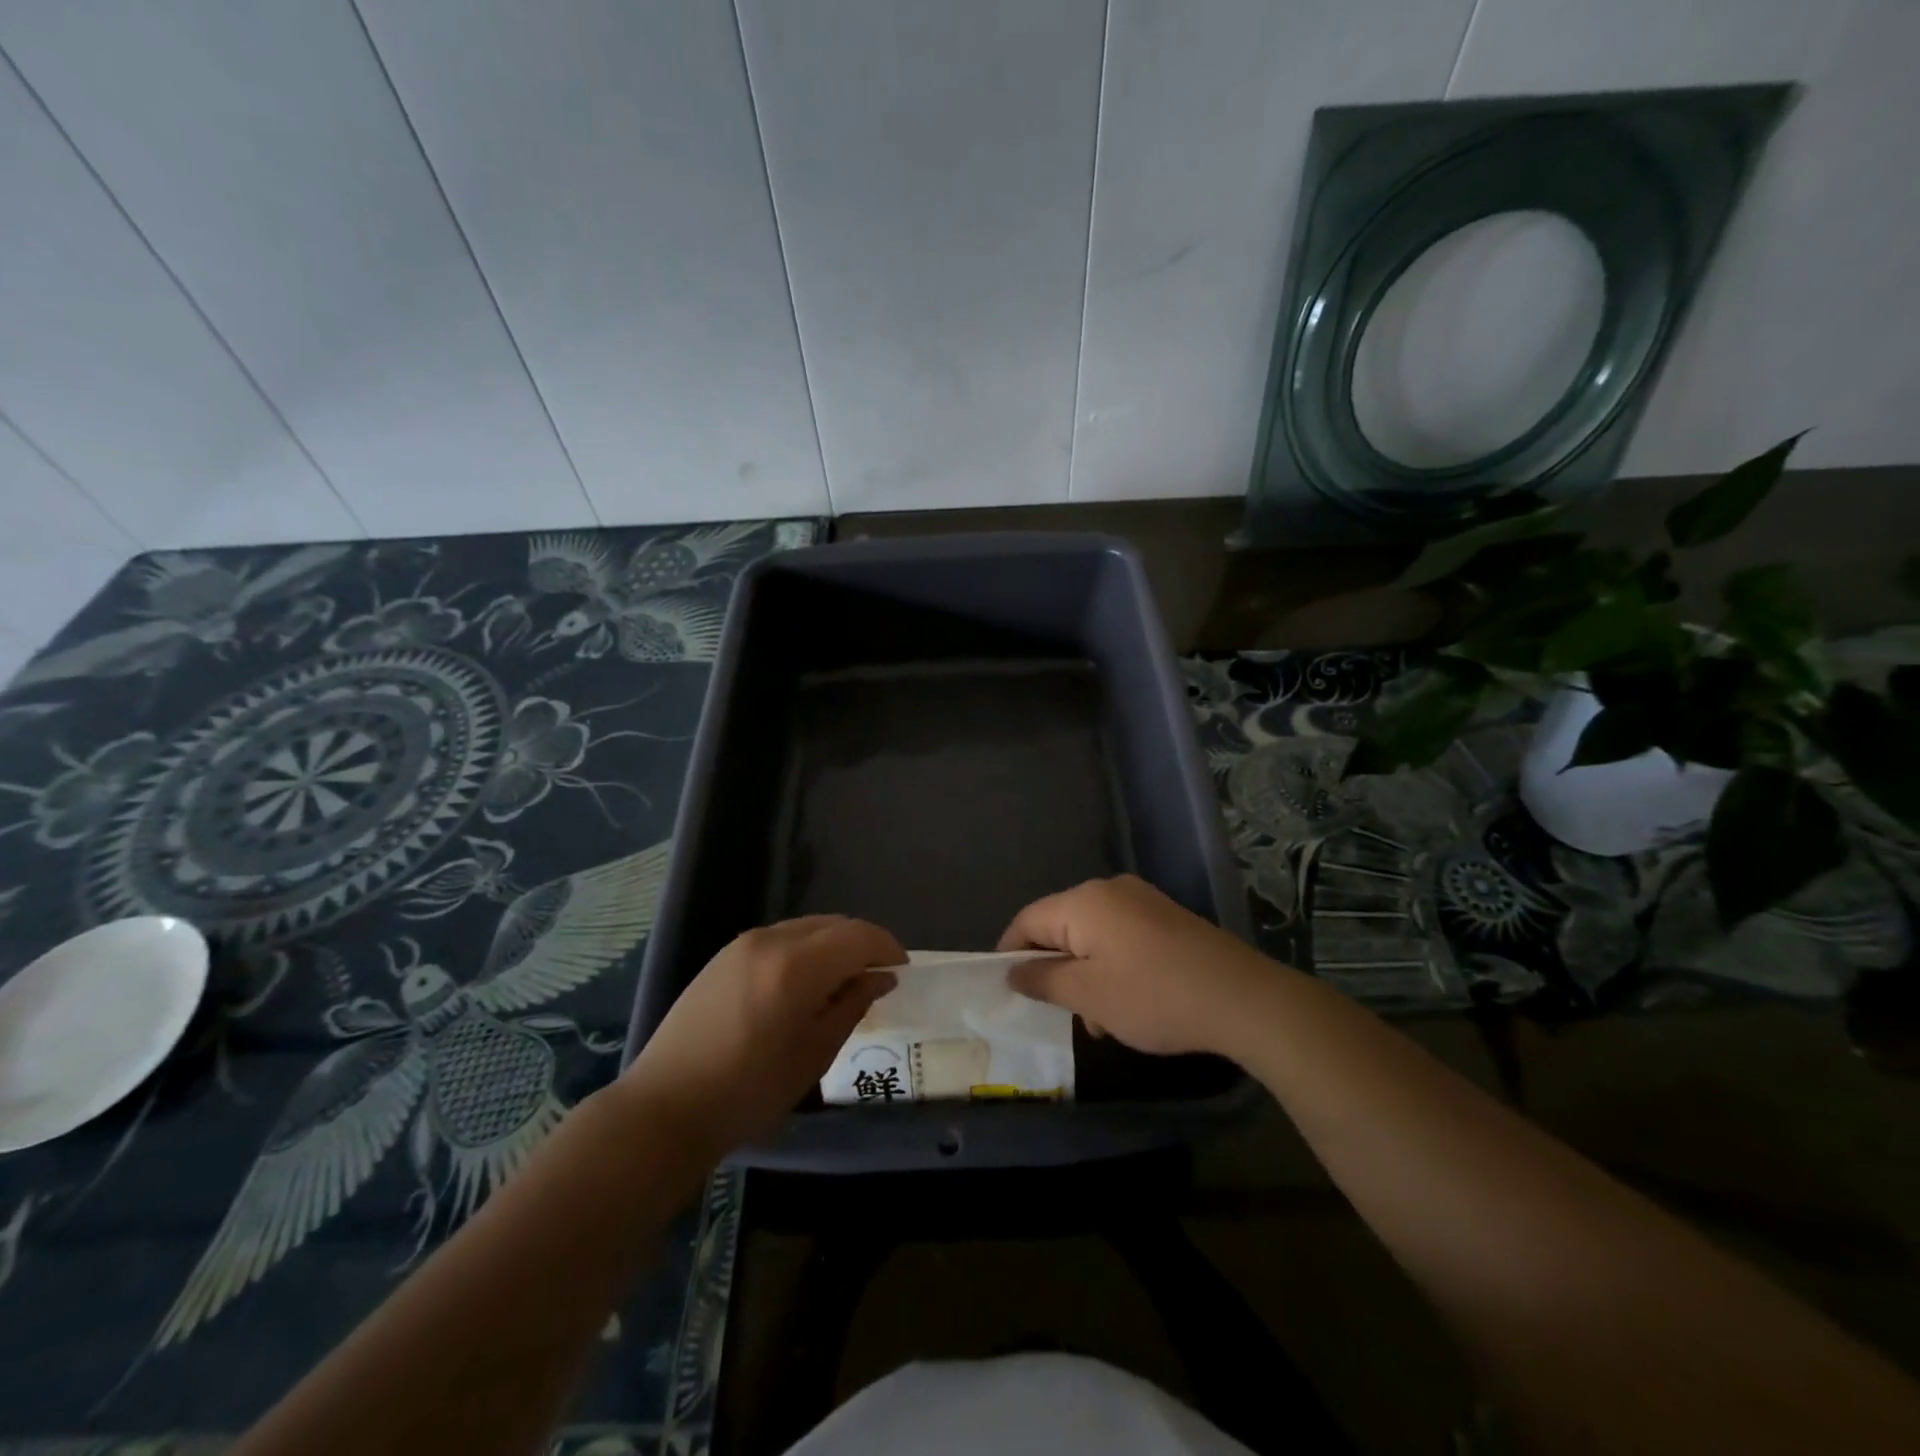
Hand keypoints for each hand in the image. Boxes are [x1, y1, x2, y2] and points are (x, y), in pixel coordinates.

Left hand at [620, 916, 903, 1159]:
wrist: (666, 1107)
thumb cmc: (750, 1090)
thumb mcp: (815, 1053)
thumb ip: (852, 1005)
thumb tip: (880, 977)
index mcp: (797, 965)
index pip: (858, 936)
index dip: (887, 947)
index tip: (902, 969)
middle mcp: (771, 940)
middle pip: (833, 924)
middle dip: (862, 944)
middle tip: (877, 977)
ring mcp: (743, 944)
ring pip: (806, 928)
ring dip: (833, 945)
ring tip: (842, 981)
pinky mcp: (724, 956)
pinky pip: (780, 939)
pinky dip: (805, 950)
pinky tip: (804, 983)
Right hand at [998, 875, 1280, 1057]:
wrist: (1242, 998)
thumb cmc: (1153, 996)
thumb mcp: (1088, 995)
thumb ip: (1043, 980)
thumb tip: (1012, 970)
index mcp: (1083, 901)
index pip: (1027, 920)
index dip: (1010, 954)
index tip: (1008, 991)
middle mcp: (1109, 890)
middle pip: (1060, 926)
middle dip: (1054, 970)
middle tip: (1061, 1014)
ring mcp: (1142, 901)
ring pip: (1091, 936)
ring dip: (1085, 975)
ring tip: (1100, 1021)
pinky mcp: (1165, 918)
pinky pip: (1120, 937)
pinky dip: (1111, 967)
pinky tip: (1128, 1004)